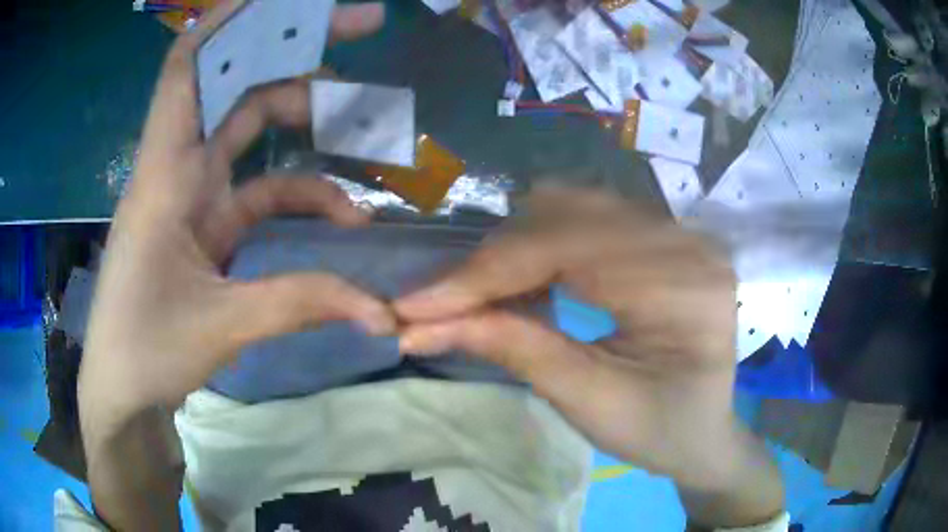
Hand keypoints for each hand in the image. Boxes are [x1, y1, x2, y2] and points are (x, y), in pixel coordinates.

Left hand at [79, 1, 390, 447]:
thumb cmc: (146, 350)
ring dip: (310, 123)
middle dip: (301, 50)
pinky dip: (304, 194)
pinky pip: (262, 189)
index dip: (230, 18)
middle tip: (366, 27)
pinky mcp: (208, 225)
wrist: (123, 390)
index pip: (189, 65)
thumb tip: (382, 311)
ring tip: (369, 128)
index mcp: (166, 173)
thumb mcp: (222, 326)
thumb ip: (303, 303)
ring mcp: (196, 194)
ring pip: (256, 131)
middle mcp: (180, 167)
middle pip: (241, 82)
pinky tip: (343, 216)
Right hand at [396, 188, 783, 525]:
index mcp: (687, 287)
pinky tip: (522, 282)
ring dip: (514, 249)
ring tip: (479, 296)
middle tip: (441, 305)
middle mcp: (687, 241)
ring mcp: (677, 232)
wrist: (704, 433)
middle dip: (493, 262)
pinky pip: (586, 220)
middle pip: (567, 218)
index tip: (417, 304)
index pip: (570, 252)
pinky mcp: (660, 236)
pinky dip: (540, 247)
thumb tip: (423, 323)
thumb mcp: (588, 404)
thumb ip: (515, 351)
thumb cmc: (659, 433)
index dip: (485, 275)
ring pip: (571, 209)